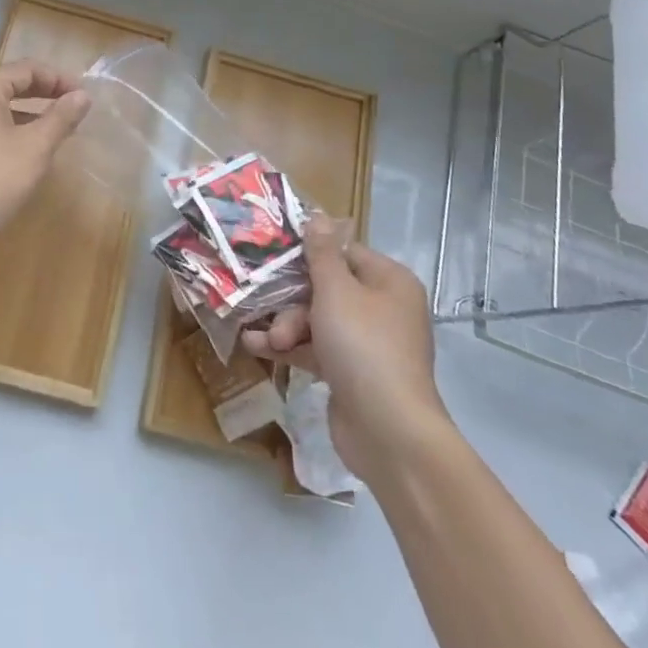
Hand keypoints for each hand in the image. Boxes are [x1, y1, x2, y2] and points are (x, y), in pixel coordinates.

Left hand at [0, 59, 90, 260]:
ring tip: (60, 129)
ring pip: (1, 107)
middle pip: (11, 84)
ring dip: (31, 113)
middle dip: (45, 93)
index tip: (84, 96)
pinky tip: (32, 150)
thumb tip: (82, 96)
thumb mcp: (35, 147)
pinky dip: (14, 129)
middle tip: (75, 108)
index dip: (59, 79)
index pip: (26, 69)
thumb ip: (61, 117)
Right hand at [243, 217, 448, 479]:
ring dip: (286, 327)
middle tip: (270, 312)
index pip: (343, 253)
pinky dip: (291, 349)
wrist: (389, 432)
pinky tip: (258, 349)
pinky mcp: (352, 373)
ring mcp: (368, 343)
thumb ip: (321, 253)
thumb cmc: (363, 347)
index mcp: (389, 281)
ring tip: (265, 340)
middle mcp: (382, 308)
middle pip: (326, 287)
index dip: (308, 254)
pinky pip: (316, 349)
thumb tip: (318, 215)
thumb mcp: (336, 291)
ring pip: (317, 320)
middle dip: (292, 301)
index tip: (272, 255)